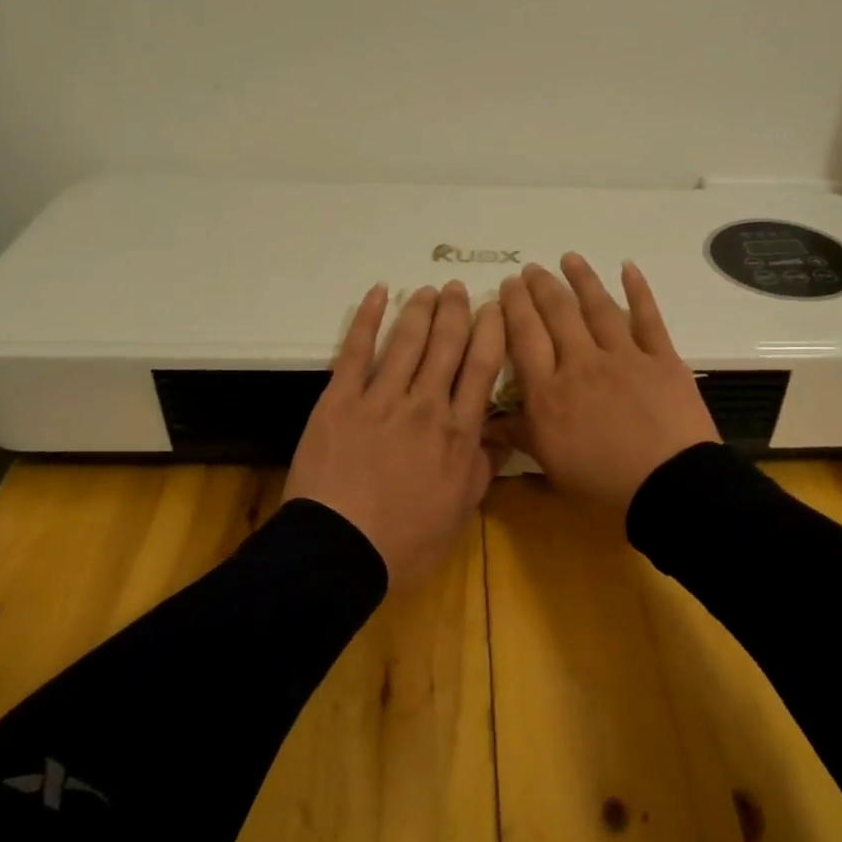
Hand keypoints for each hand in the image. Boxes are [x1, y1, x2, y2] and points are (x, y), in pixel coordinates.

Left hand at [285, 281, 504, 588]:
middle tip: (458, 290)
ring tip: (428, 290)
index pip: (481, 368)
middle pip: (446, 345)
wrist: (338, 551)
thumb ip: (482, 469)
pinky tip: (377, 294)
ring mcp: (380, 398)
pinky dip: (366, 318)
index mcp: (457, 432)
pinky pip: (355, 350)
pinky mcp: (339, 400)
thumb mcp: (459, 513)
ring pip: (406, 341)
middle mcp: (424, 405)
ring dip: (419, 310)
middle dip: (455, 312)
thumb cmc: (405, 541)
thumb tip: (502, 437)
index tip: (495, 308)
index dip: (490, 332)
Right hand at [492, 254, 719, 516]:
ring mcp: (623, 357)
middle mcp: (581, 364)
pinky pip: (647, 317)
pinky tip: (628, 267)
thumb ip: (521, 435)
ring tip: (568, 258)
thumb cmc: (604, 483)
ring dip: (581, 279)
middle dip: (541, 287)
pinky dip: (638, 290)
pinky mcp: (661, 358)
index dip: (514, 307)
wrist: (670, 486)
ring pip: (597, 307)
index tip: (508, 286)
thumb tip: (484, 421)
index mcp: (550, 392)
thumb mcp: (552, 465)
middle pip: (556, 315)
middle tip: (531, 270)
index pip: (525, 337)